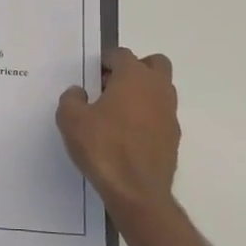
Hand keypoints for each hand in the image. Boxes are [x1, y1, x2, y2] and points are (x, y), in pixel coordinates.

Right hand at [57, 47, 180, 217]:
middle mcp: (157, 89)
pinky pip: (161, 115)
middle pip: (154, 64)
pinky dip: (147, 117)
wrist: (137, 190)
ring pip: (160, 90)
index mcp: (134, 77)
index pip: (122, 54)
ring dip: (142, 93)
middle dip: (135, 69)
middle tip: (112, 86)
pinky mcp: (173, 136)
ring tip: (117, 113)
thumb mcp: (71, 120)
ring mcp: (170, 113)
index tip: (93, 74)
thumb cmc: (103, 147)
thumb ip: (71, 99)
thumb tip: (79, 92)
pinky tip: (128, 135)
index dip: (106, 60)